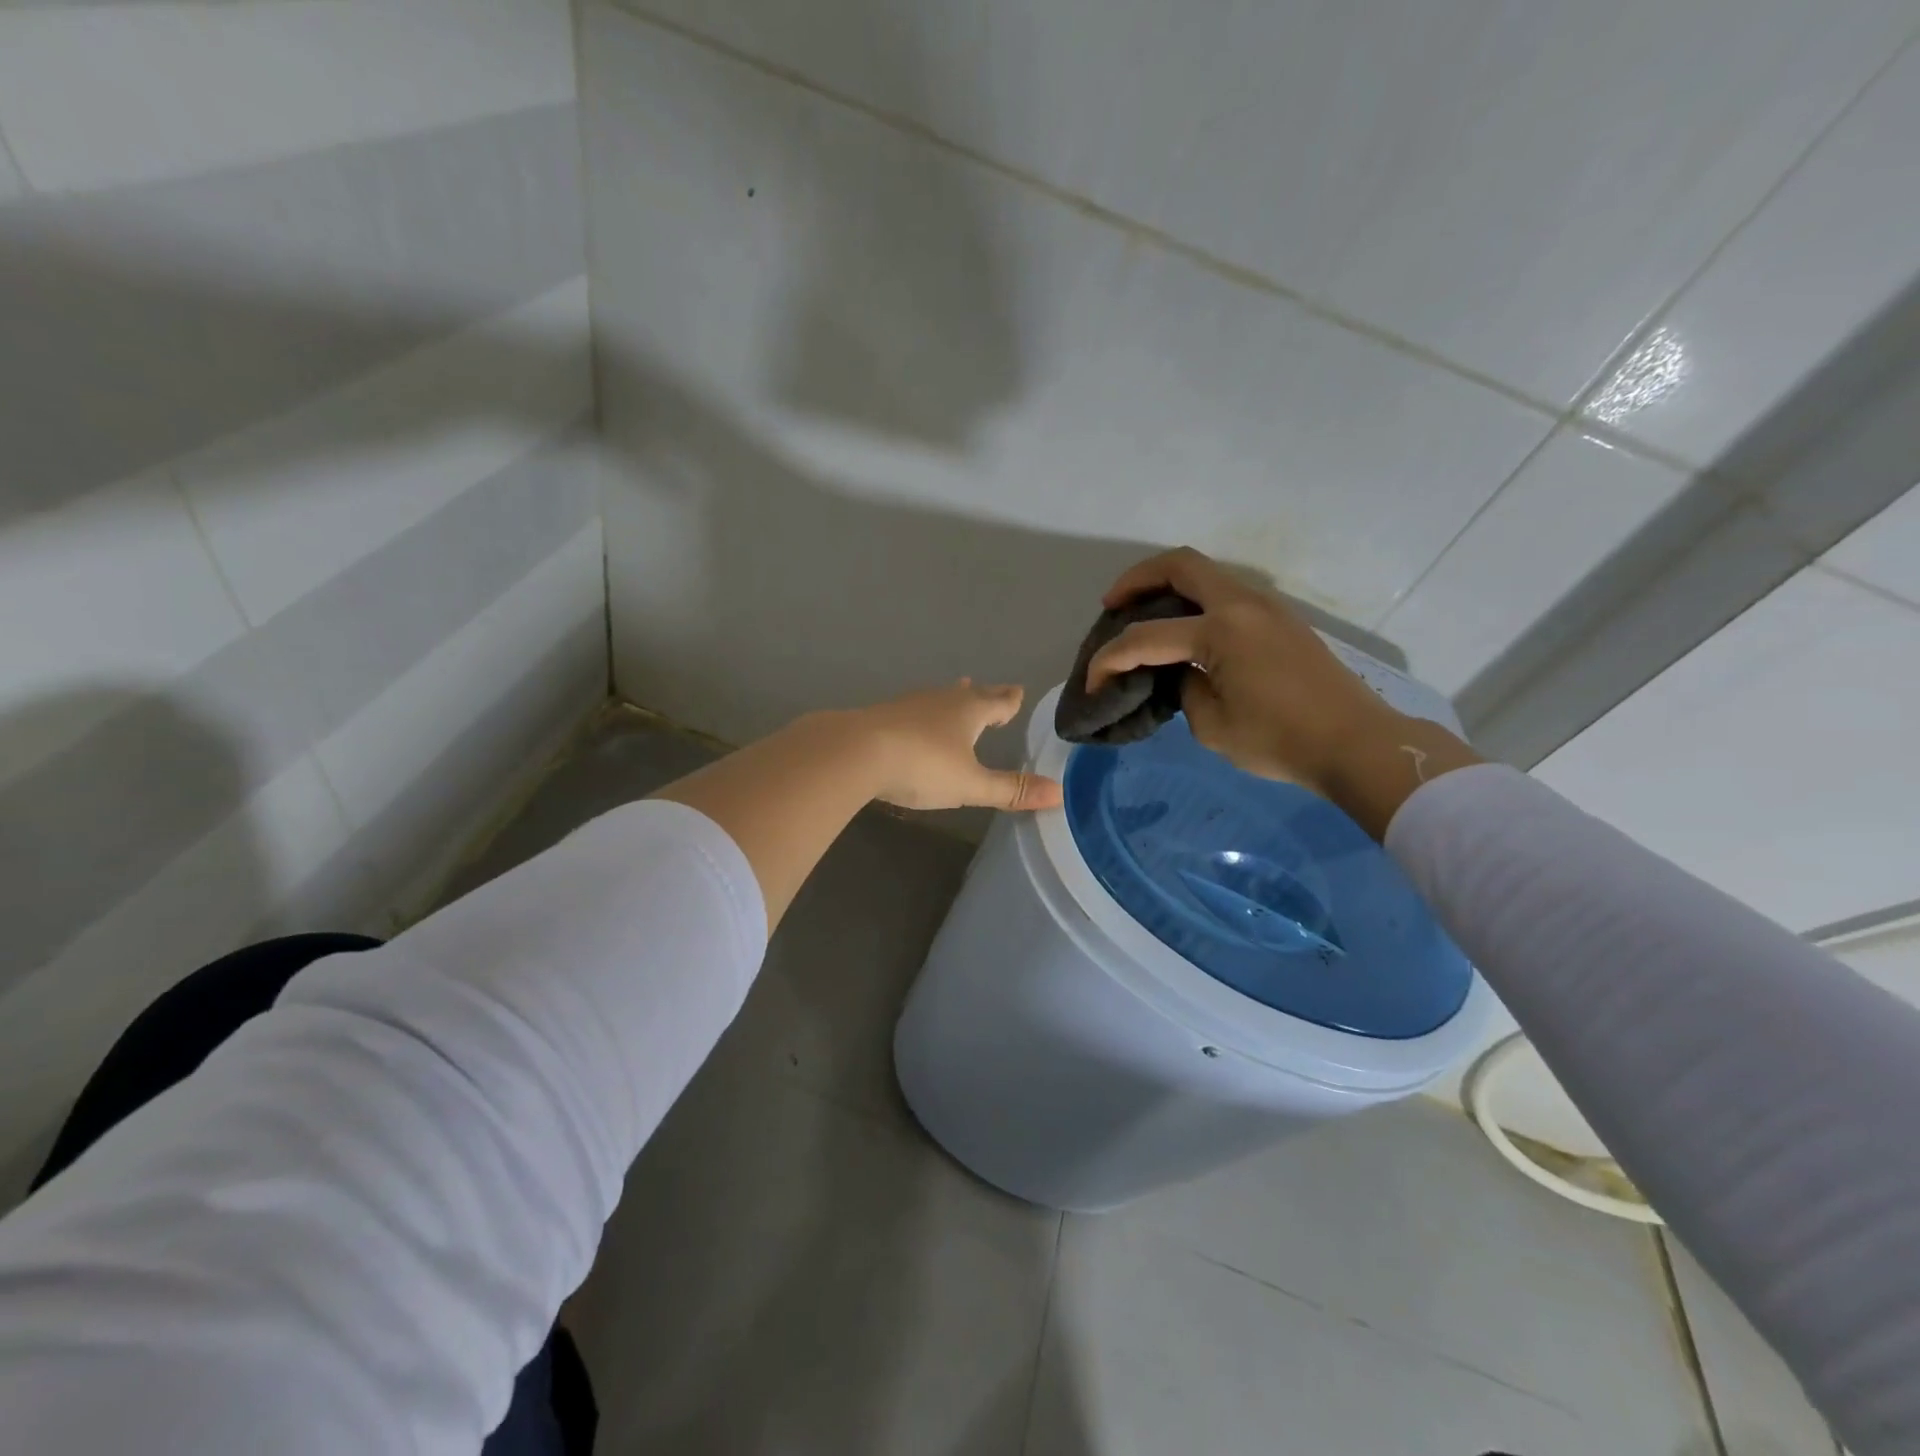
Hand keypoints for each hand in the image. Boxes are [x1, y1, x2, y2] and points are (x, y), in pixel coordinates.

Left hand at [853, 681, 1063, 812]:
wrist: (854, 752)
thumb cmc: (922, 765)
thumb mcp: (970, 785)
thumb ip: (1010, 790)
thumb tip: (1059, 793)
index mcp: (969, 712)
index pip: (998, 702)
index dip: (1009, 701)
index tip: (1018, 692)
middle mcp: (941, 701)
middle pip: (968, 695)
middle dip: (982, 695)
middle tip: (990, 690)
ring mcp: (908, 705)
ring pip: (938, 699)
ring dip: (951, 699)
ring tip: (957, 695)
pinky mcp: (881, 716)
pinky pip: (912, 710)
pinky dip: (922, 714)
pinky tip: (914, 721)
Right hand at [1087, 548, 1480, 836]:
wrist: (1357, 743)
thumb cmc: (1281, 740)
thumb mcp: (1212, 726)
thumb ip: (1185, 688)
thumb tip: (1186, 671)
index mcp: (1221, 630)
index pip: (1146, 638)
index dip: (1109, 659)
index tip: (1091, 684)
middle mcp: (1243, 605)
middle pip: (1180, 564)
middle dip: (1136, 579)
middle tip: (1111, 605)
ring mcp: (1267, 607)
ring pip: (1206, 574)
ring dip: (1168, 586)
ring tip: (1144, 616)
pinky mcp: (1280, 620)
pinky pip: (1226, 594)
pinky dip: (1195, 601)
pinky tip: (1185, 631)